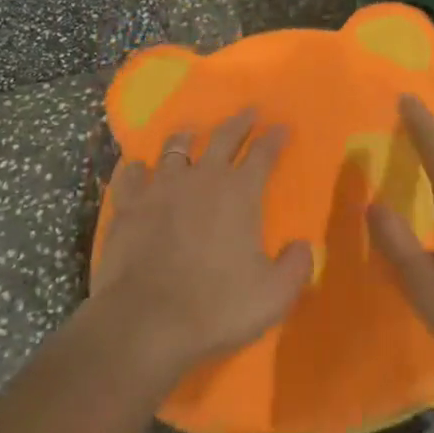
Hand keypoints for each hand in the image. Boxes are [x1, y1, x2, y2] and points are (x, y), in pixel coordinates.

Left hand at [90, 109, 313, 381]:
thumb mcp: (273, 295)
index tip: (282, 127)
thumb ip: (295, 266)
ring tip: (191, 132)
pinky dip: (138, 169)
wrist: (145, 321)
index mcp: (240, 192)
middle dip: (240, 122)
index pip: (264, 153)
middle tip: (249, 111)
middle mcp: (203, 177)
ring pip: (176, 148)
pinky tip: (138, 169)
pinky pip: (132, 175)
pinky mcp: (129, 204)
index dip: (275, 138)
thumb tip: (304, 246)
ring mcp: (162, 187)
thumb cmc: (216, 306)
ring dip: (187, 138)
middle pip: (224, 137)